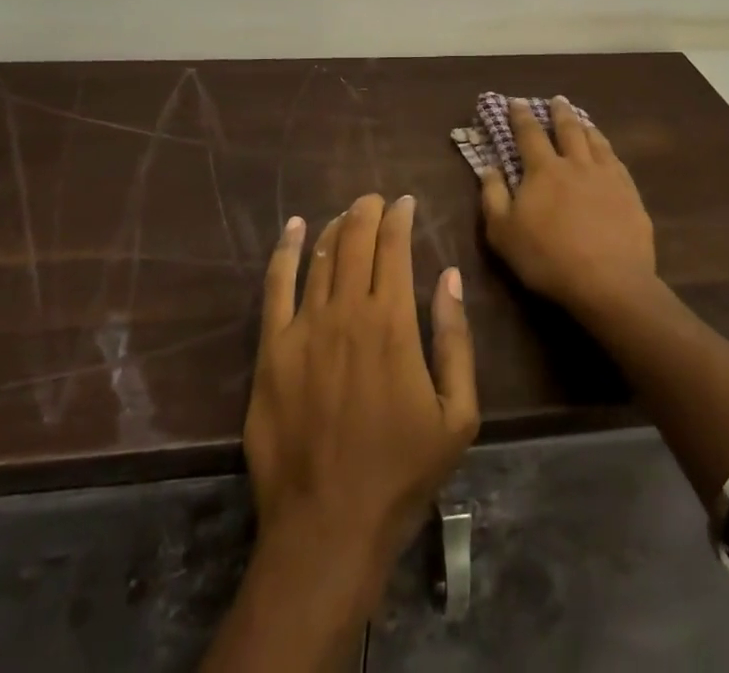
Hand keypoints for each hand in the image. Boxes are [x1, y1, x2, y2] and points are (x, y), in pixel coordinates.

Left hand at [243, 194, 478, 613]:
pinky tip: (293, 229)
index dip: (400, 217)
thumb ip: (455, 340)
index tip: (406, 202)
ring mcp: (303, 328)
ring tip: (346, 215)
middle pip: (355, 241)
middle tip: (375, 199)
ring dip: (335, 227)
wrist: (327, 528)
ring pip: (320, 256)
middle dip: (367, 211)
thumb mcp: (457, 415)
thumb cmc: (401, 473)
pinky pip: (275, 285)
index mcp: (393, 324)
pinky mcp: (271, 350)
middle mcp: (347, 312)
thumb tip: (449, 276)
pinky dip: (286, 250)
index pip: (394, 248)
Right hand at [479, 97, 657, 316]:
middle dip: (559, 112)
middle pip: (568, 129)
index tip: (516, 101)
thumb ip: (493, 196)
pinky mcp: (630, 195)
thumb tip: (488, 167)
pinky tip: (609, 154)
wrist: (609, 282)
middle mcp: (576, 164)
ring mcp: (607, 177)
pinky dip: (608, 151)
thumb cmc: (547, 258)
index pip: (529, 134)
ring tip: (583, 119)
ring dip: (586, 126)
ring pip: (596, 142)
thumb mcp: (503, 233)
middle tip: (557, 100)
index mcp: (543, 170)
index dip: (521, 116)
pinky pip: (617, 163)